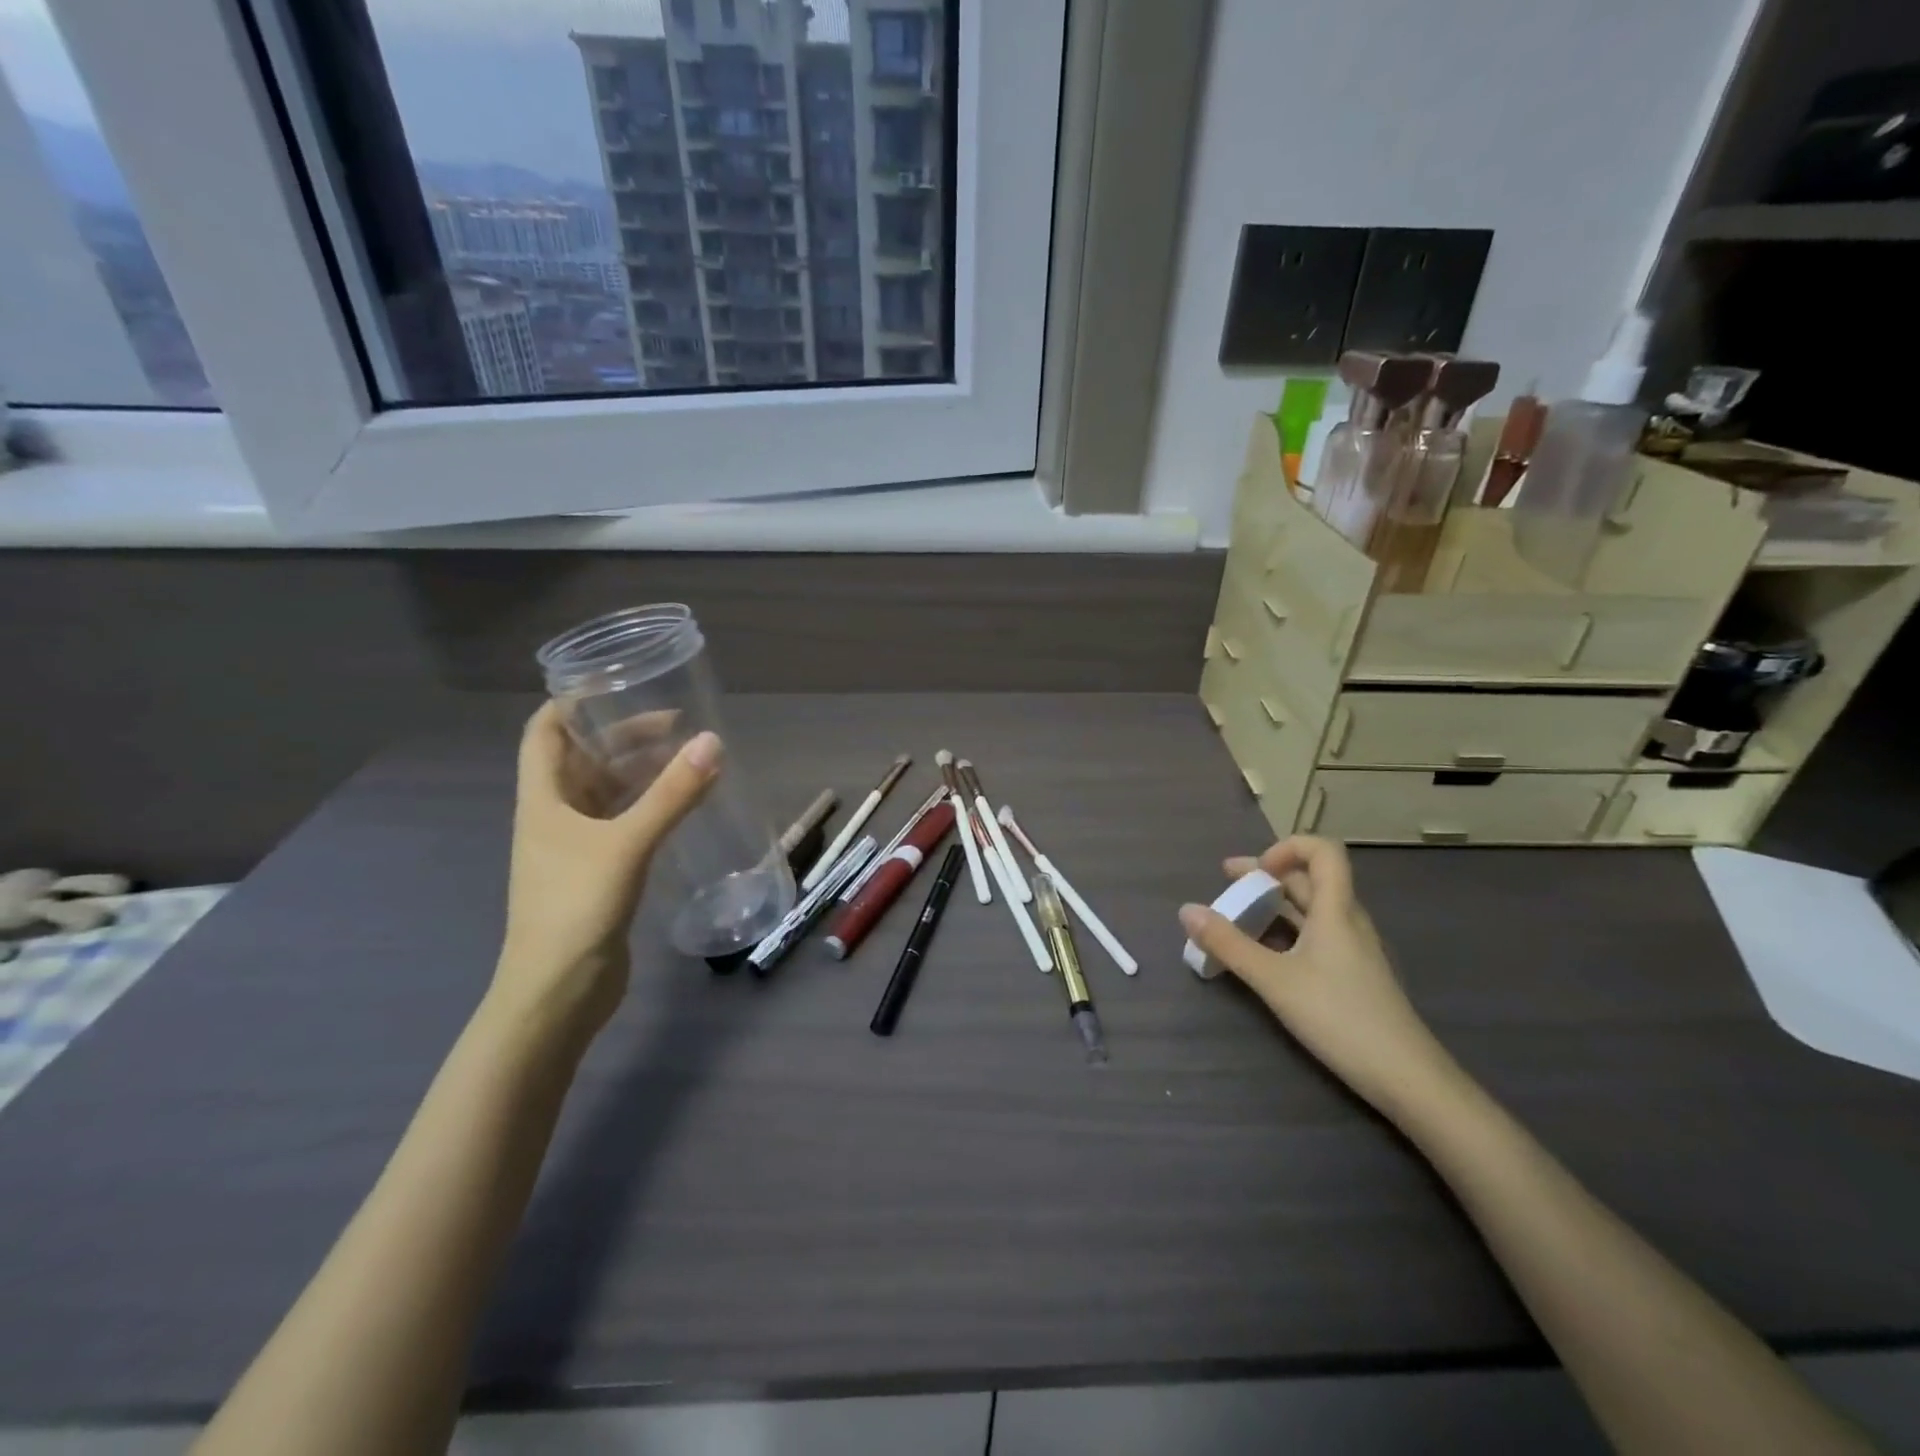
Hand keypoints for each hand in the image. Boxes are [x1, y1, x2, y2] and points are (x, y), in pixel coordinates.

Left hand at [491, 702, 719, 1038]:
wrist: (557, 993)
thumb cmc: (576, 909)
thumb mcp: (627, 844)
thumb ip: (672, 794)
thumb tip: (712, 741)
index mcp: (543, 799)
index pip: (545, 732)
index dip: (573, 702)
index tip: (618, 684)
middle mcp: (554, 816)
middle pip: (583, 759)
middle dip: (623, 735)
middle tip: (676, 724)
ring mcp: (574, 847)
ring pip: (606, 792)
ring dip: (639, 771)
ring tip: (686, 757)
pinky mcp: (597, 873)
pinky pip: (623, 823)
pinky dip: (648, 806)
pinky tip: (681, 807)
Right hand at [1180, 836, 1457, 1117]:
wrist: (1406, 1077)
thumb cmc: (1339, 1017)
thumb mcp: (1274, 979)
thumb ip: (1228, 944)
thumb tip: (1186, 910)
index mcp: (1336, 909)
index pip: (1322, 850)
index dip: (1286, 847)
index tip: (1254, 872)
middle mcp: (1347, 921)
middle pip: (1309, 879)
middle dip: (1265, 877)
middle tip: (1225, 885)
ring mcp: (1353, 949)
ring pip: (1311, 910)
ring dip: (1273, 905)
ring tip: (1236, 918)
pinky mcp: (1353, 974)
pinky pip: (1315, 936)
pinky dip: (1285, 933)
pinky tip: (1263, 955)